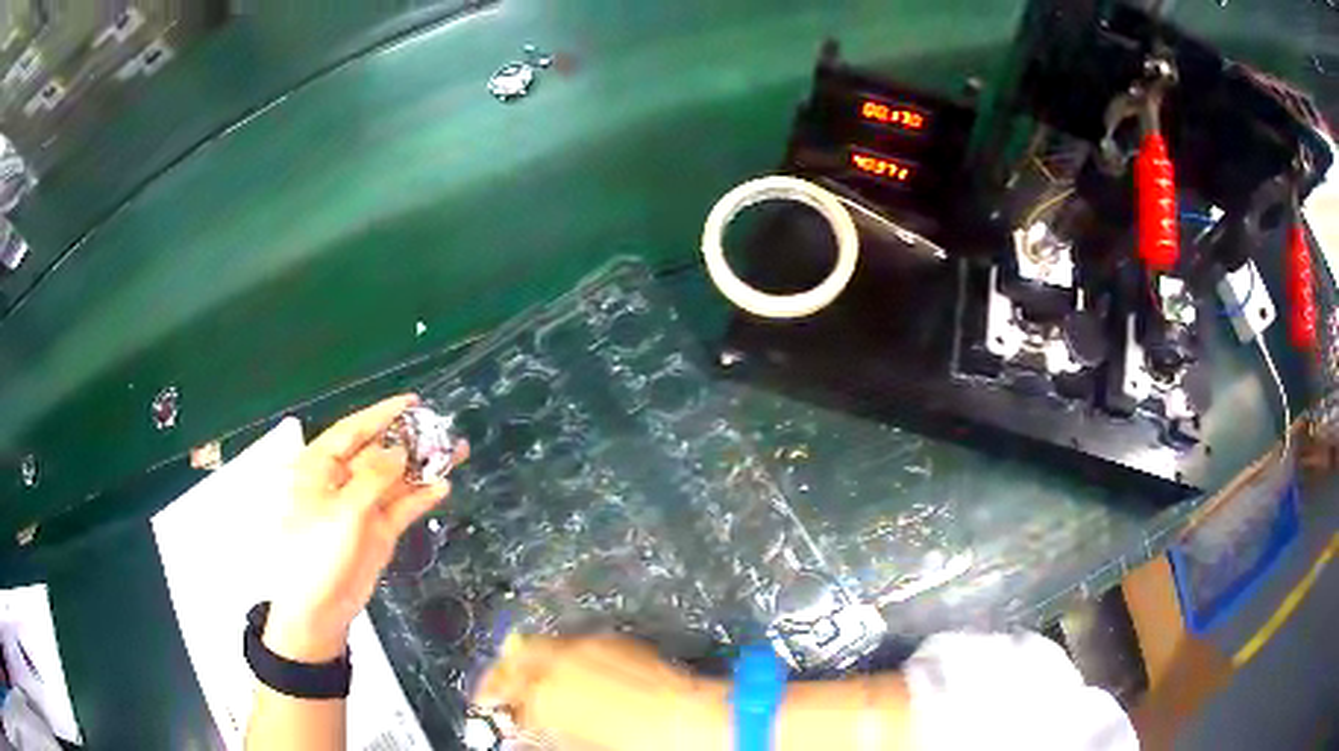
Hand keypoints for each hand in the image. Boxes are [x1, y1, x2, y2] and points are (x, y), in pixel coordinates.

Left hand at [265, 394, 468, 663]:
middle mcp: (341, 481)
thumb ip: (374, 477)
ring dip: (421, 467)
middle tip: (442, 429)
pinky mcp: (377, 532)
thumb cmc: (318, 551)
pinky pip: (402, 508)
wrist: (319, 608)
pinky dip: (420, 497)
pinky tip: (442, 486)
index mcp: (320, 467)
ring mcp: (361, 507)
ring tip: (454, 452)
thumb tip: (400, 449)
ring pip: (394, 479)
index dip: (381, 414)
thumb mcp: (343, 510)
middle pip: (378, 452)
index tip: (412, 402)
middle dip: (408, 440)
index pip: (352, 430)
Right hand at [475, 634, 728, 750]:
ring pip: (541, 644)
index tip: (489, 707)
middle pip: (514, 657)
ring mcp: (586, 646)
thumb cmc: (631, 742)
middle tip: (498, 688)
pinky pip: (573, 644)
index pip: (502, 693)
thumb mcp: (574, 744)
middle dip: (502, 672)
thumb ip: (539, 736)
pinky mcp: (613, 640)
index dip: (493, 701)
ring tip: (529, 677)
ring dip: (529, 659)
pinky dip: (562, 654)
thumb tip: (520, 735)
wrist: (687, 720)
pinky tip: (568, 669)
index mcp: (544, 694)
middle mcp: (558, 662)